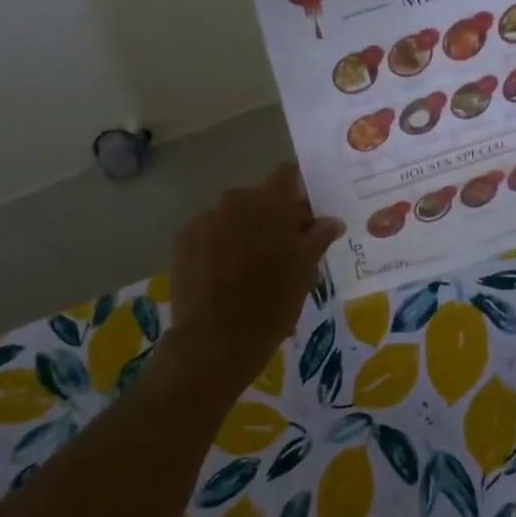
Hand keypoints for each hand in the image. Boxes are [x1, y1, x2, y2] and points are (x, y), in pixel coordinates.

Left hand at [163, 164, 344, 393]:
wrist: (215, 342)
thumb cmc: (271, 305)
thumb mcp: (304, 272)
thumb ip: (318, 237)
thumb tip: (332, 221)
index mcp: (270, 202)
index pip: (288, 174)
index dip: (299, 193)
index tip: (305, 218)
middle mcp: (236, 199)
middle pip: (260, 196)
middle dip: (272, 216)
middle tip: (282, 250)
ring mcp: (205, 218)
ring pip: (233, 214)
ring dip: (244, 230)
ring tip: (249, 267)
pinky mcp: (183, 238)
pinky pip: (209, 231)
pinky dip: (219, 244)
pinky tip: (222, 275)